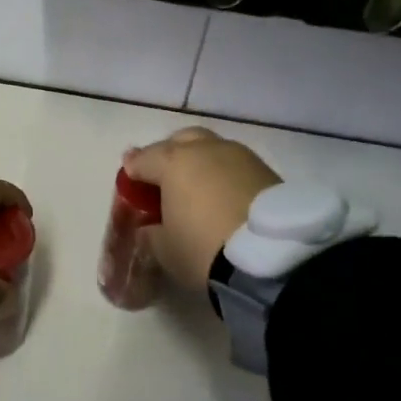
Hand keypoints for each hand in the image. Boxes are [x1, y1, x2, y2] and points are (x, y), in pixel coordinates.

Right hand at [122, 129, 279, 290]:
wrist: (271, 259)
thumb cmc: (203, 250)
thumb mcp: (164, 249)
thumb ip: (151, 231)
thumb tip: (151, 225)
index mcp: (173, 162)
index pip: (143, 159)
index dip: (133, 171)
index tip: (130, 181)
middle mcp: (206, 150)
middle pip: (181, 141)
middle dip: (169, 155)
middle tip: (165, 179)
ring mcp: (241, 157)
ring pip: (212, 150)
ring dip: (201, 164)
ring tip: (199, 190)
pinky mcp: (268, 172)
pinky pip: (236, 167)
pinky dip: (225, 177)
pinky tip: (224, 197)